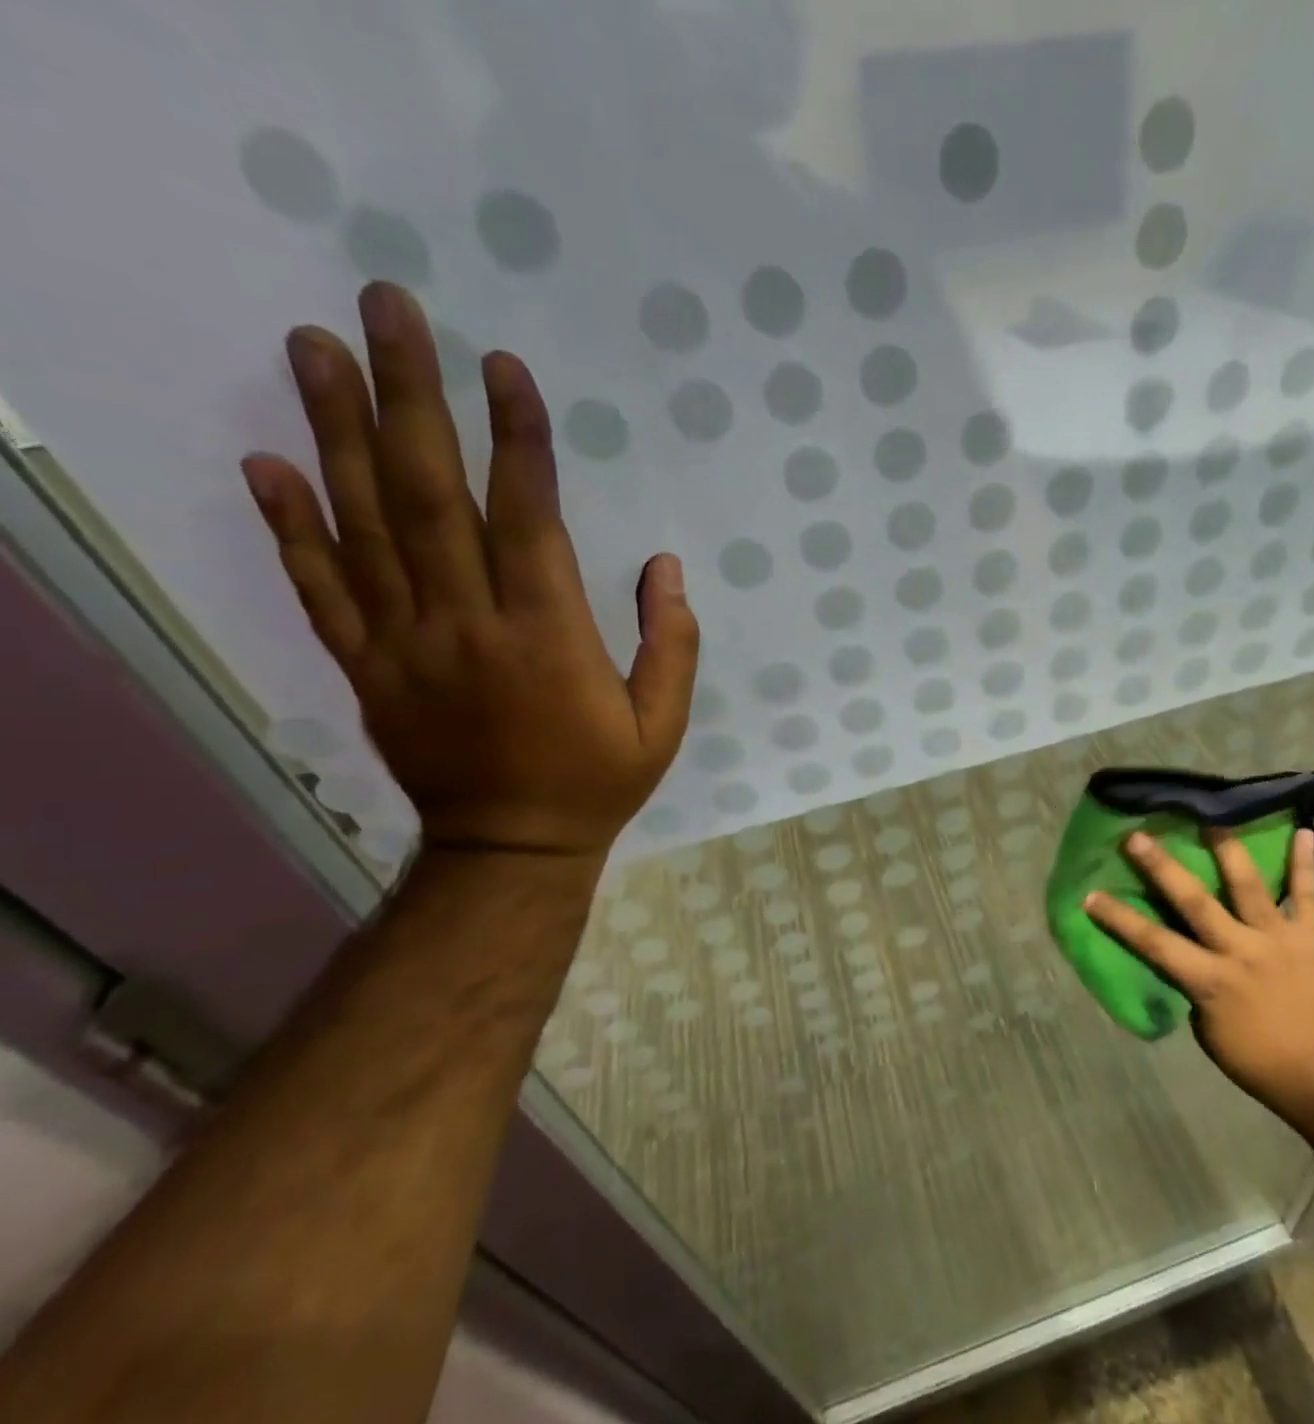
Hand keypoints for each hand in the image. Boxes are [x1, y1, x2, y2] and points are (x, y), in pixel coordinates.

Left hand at [241, 282, 698, 858]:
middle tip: (385, 307)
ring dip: (334, 430)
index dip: (517, 439)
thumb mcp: (663, 724)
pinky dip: (290, 527)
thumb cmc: (598, 781)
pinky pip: (321, 590)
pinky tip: (268, 462)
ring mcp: (405, 644)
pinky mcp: (368, 667)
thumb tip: (665, 565)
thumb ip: (671, 644)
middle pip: (428, 496)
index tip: (502, 366)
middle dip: (409, 395)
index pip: (528, 518)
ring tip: (313, 347)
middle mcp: (467, 626)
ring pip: (363, 526)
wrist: (510, 850)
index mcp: (547, 638)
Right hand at [1084, 829, 1313, 1122]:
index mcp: (1210, 981)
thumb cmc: (1261, 1064)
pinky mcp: (1311, 937)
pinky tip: (1305, 832)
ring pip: (1248, 885)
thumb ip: (1196, 988)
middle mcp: (1239, 950)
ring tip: (1212, 816)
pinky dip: (1305, 864)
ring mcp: (1277, 938)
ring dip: (1227, 848)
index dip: (1119, 919)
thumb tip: (1190, 955)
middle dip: (1163, 867)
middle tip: (1138, 836)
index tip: (1091, 895)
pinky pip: (1307, 895)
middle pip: (1194, 901)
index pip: (1153, 943)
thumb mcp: (1210, 1033)